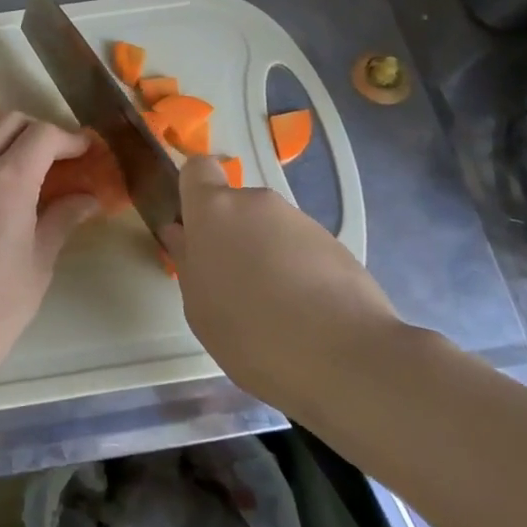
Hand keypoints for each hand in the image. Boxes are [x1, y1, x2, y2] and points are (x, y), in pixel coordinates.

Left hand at [0, 114, 101, 368]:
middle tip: (57, 156)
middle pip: (7, 122)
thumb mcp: (39, 261)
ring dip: (4, 141)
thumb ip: (62, 219)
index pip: (43, 135)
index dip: (69, 138)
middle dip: (37, 130)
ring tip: (24, 172)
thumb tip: (88, 199)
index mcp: (6, 179)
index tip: (84, 150)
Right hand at [164, 155, 401, 413]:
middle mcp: (257, 202)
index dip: (194, 191)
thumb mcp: (199, 307)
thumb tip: (181, 233)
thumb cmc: (251, 333)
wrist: (345, 357)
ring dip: (266, 255)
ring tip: (275, 309)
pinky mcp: (336, 244)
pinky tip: (306, 315)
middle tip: (234, 285)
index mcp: (214, 211)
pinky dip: (298, 271)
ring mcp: (300, 220)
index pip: (198, 169)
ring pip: (270, 229)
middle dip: (233, 236)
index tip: (194, 225)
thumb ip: (188, 261)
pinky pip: (302, 249)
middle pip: (236, 206)